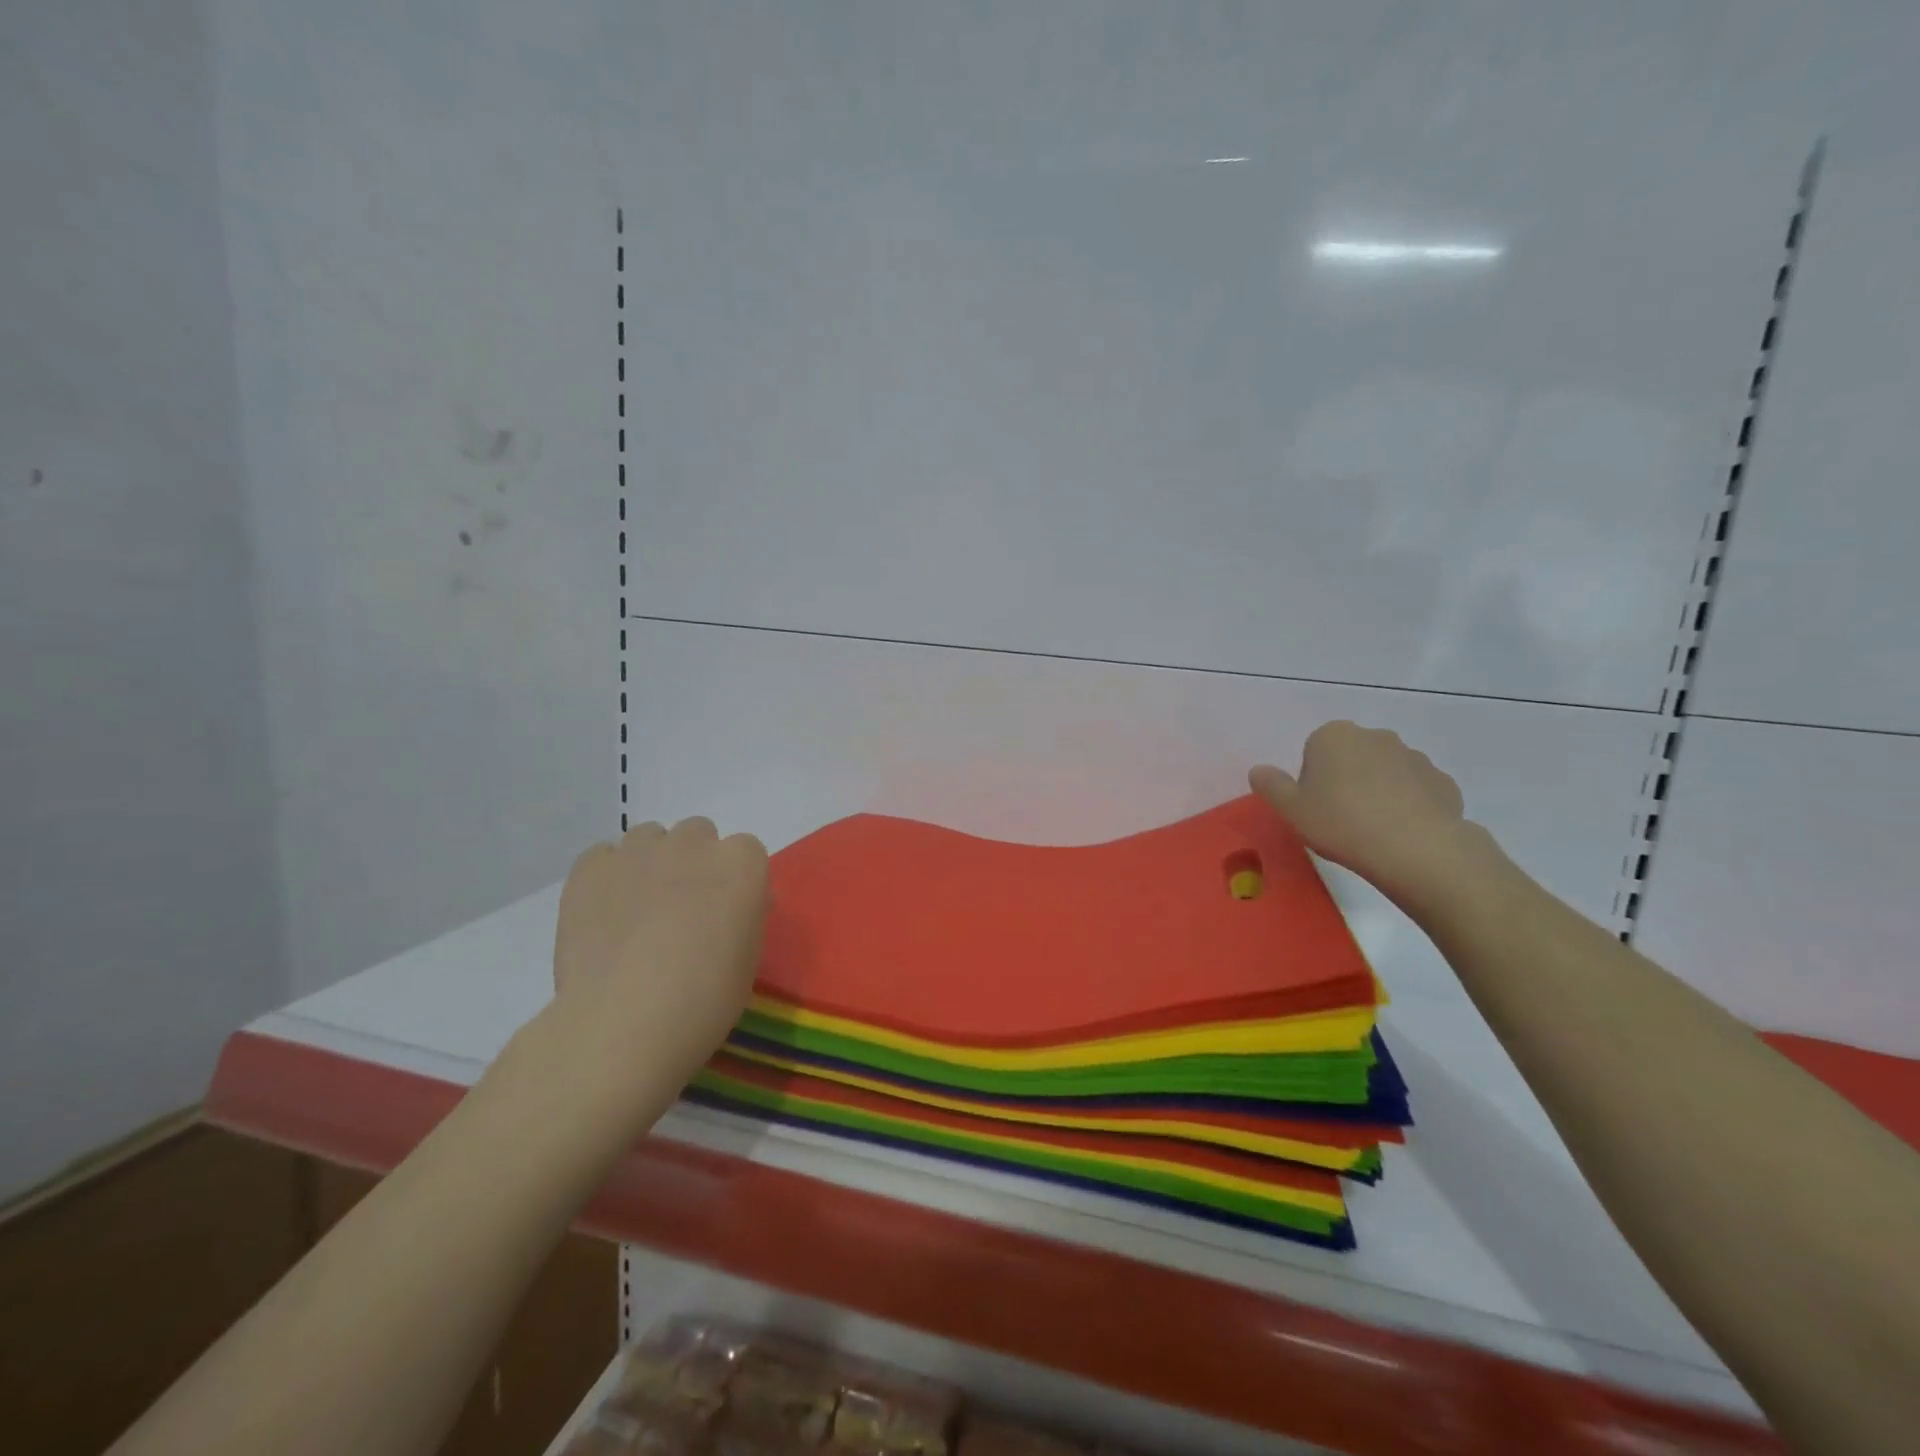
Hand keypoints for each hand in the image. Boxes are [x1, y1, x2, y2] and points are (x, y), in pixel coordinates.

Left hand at [553, 817, 768, 1091]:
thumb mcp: (747, 958)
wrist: (624, 1023)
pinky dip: (608, 876)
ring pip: (650, 838)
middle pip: (698, 834)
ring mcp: (639, 851)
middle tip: (682, 909)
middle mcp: (694, 843)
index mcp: (742, 863)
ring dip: (652, 863)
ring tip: (638, 910)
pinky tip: (604, 914)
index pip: (745, 851)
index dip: (734, 881)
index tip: (724, 912)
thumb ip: (742, 916)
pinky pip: (604, 856)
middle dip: (693, 863)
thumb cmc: (703, 1000)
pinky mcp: (591, 867)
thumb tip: (728, 907)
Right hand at [1250, 721, 1487, 904]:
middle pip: (1350, 757)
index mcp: (1333, 736)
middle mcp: (1375, 736)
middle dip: (1345, 781)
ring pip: (1385, 772)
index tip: (1315, 808)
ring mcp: (1414, 757)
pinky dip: (1408, 806)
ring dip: (1377, 792)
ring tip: (1373, 830)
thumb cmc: (1341, 823)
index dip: (1312, 782)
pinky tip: (1402, 833)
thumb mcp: (1291, 810)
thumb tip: (1259, 770)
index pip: (1314, 752)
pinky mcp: (1442, 781)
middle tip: (1340, 819)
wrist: (1417, 849)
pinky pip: (1415, 790)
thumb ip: (1270, 785)